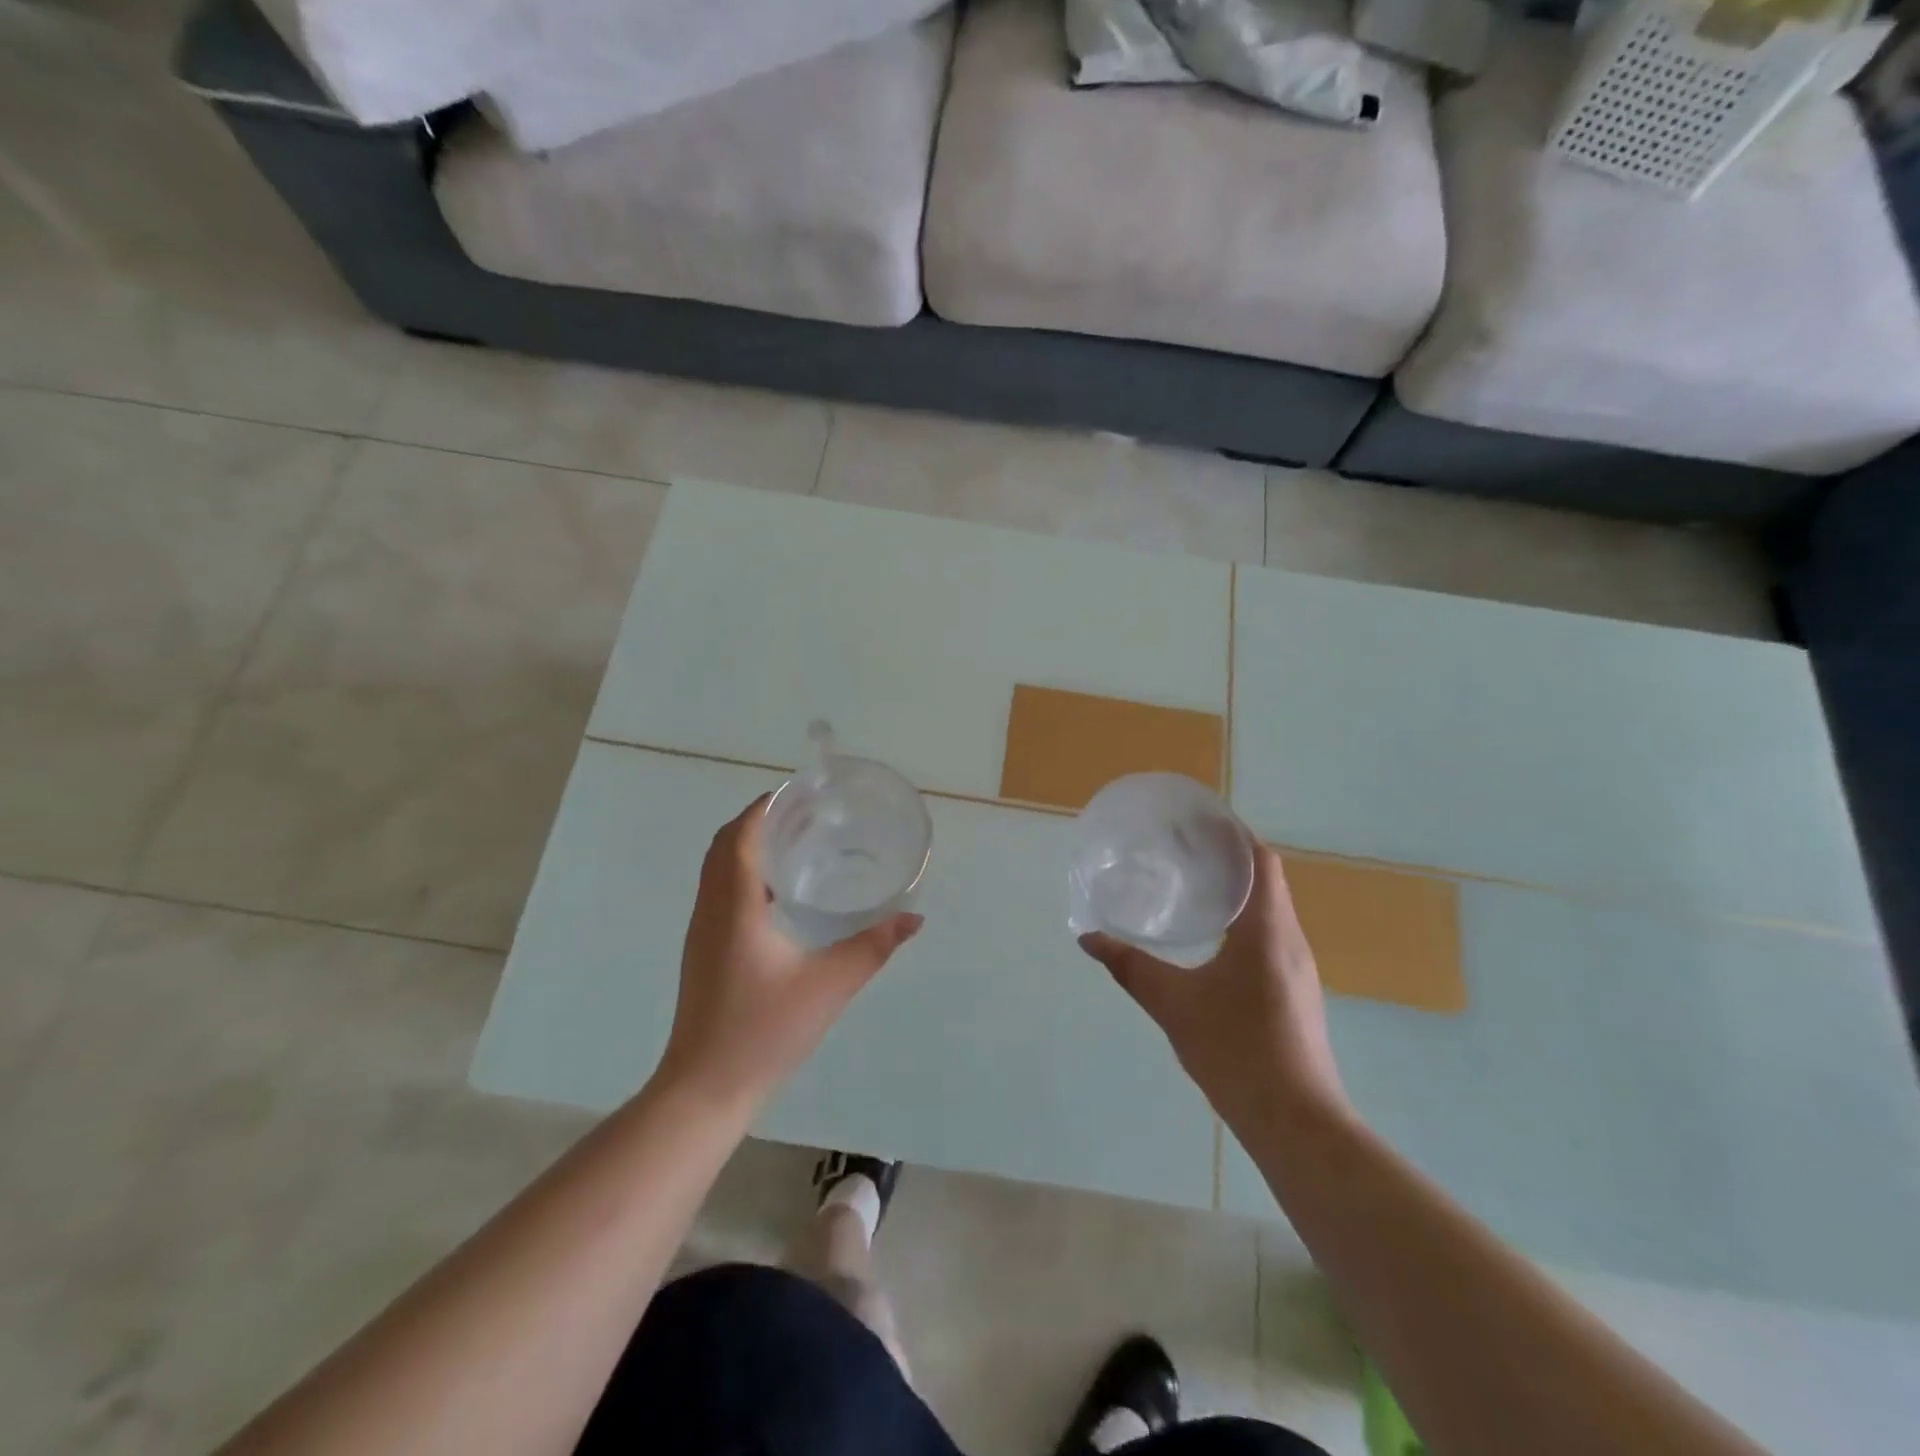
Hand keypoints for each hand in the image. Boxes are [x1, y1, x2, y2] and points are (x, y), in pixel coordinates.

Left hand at [657, 795, 921, 1113]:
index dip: (765, 807)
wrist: (706, 1088)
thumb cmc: (765, 1031)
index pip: (740, 836)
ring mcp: (701, 931)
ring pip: (716, 868)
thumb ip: (874, 947)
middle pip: (723, 844)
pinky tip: (777, 891)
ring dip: (747, 844)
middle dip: (759, 819)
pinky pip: (717, 890)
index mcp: (735, 907)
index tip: (800, 793)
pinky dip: (740, 871)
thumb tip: (914, 918)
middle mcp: (710, 910)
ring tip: (795, 841)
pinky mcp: (702, 950)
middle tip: (805, 814)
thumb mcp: (830, 985)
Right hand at [1079, 844, 1346, 1134]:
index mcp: (1268, 929)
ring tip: (1193, 886)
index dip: (1232, 834)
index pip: (1260, 861)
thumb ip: (1129, 967)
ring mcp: (1299, 969)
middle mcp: (1291, 940)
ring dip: (1238, 891)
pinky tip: (1213, 941)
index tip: (1196, 822)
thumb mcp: (1172, 1004)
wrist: (1296, 1123)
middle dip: (1228, 858)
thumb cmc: (1236, 1050)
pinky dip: (1244, 922)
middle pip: (1266, 880)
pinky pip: (1272, 937)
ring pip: (1271, 911)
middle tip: (1182, 850)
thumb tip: (1088, 938)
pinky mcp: (1296, 993)